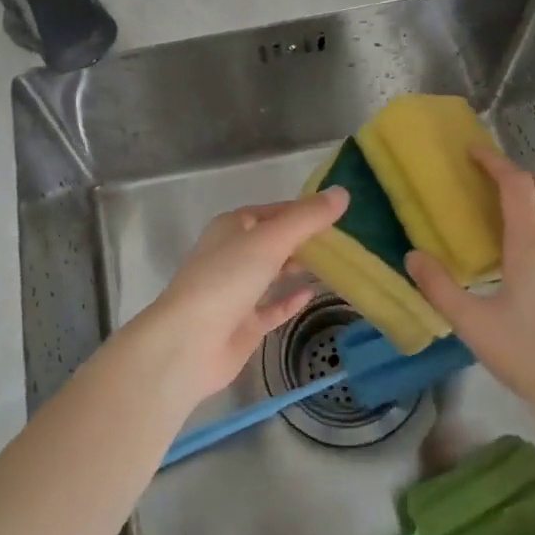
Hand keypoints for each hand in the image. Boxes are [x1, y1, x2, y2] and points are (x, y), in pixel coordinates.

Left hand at [125, 188, 348, 407]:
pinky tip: (312, 294)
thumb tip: (343, 192)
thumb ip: (307, 218)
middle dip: (305, 240)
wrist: (188, 343)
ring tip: (336, 264)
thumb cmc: (227, 279)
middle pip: (275, 241)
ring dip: (298, 267)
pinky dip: (290, 300)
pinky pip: (272, 307)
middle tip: (345, 241)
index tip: (340, 213)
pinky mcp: (243, 323)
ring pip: (273, 273)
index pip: (276, 211)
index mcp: (233, 226)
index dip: (306, 210)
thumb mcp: (271, 239)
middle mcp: (233, 254)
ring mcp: (237, 290)